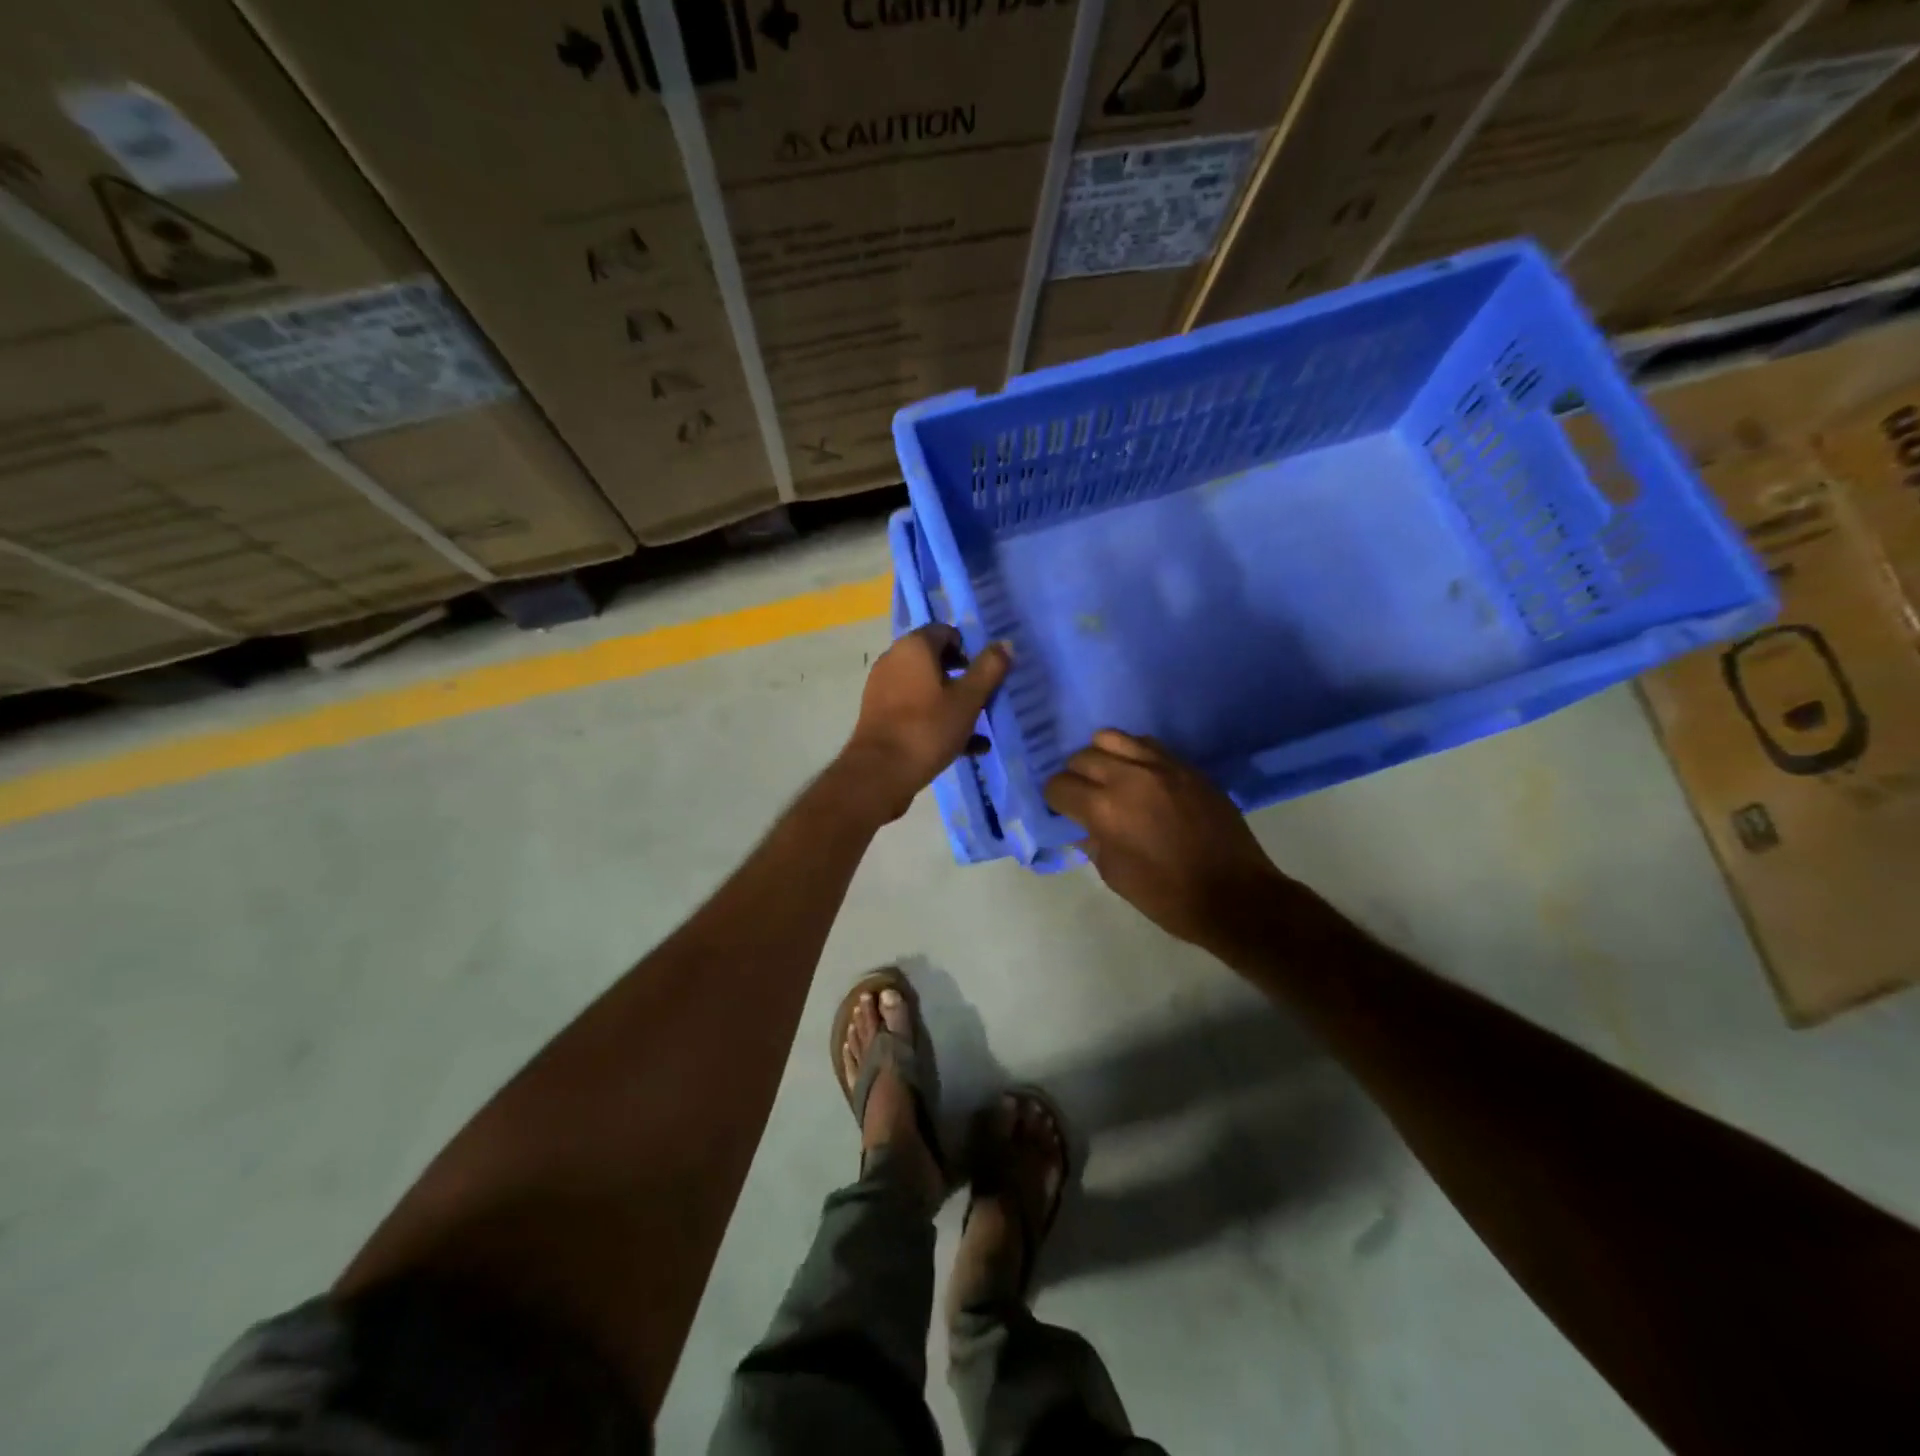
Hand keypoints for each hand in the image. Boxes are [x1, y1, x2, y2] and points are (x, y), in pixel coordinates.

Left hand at [840, 625, 1011, 822]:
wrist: (881, 772)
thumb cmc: (928, 727)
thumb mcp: (969, 699)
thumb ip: (989, 669)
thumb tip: (1005, 643)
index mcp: (914, 647)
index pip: (946, 632)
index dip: (970, 650)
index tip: (987, 673)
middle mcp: (894, 660)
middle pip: (935, 660)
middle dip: (963, 678)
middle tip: (985, 698)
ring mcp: (883, 689)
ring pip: (927, 688)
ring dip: (953, 703)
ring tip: (979, 726)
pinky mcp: (880, 716)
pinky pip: (915, 710)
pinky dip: (937, 720)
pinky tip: (965, 747)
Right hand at [1044, 730, 1297, 957]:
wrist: (1235, 895)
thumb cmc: (1169, 897)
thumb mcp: (1116, 877)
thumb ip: (1093, 842)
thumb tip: (1083, 825)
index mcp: (1105, 810)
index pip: (1059, 785)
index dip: (1056, 800)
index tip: (1063, 811)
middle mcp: (1128, 778)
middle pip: (1082, 757)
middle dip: (1075, 776)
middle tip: (1084, 797)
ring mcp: (1161, 766)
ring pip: (1112, 738)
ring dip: (1102, 756)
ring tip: (1110, 778)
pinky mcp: (1187, 766)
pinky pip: (1147, 744)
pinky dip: (1133, 755)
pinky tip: (1140, 777)